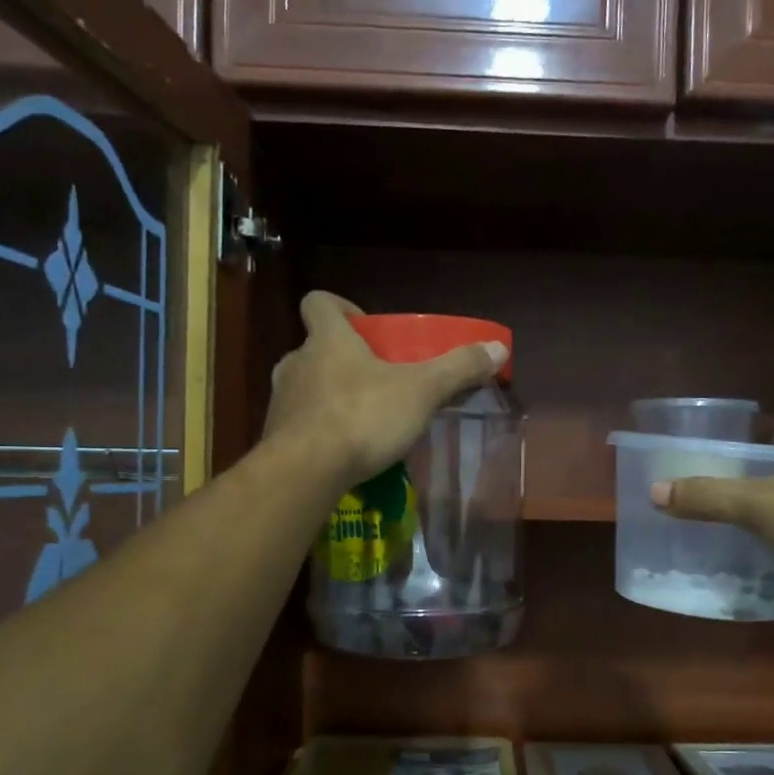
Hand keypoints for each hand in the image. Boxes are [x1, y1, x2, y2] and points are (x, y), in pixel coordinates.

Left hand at [264, 293, 507, 486]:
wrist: (305, 471)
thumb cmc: (363, 417)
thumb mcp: (422, 391)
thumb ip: (458, 369)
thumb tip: (498, 348)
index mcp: (328, 340)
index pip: (319, 302)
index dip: (341, 308)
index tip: (365, 328)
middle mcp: (297, 362)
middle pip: (316, 349)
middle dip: (344, 362)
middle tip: (376, 382)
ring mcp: (281, 401)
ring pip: (306, 388)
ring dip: (330, 397)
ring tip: (362, 423)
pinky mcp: (275, 436)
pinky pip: (299, 424)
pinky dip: (319, 432)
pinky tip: (342, 453)